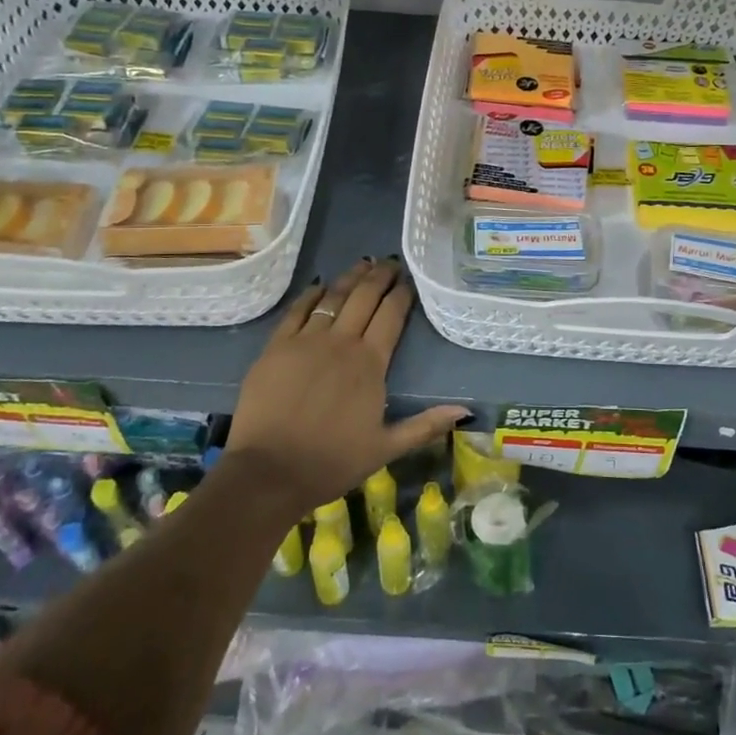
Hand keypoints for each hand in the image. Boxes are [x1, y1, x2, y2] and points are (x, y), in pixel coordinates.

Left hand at [224, 259, 470, 517]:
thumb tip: (466, 411)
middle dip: (379, 276)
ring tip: (362, 263)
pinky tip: (320, 285)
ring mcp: (306, 341)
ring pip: (333, 297)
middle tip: (389, 262)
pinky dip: (311, 294)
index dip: (402, 294)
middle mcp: (341, 342)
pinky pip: (297, 310)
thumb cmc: (331, 462)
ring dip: (350, 278)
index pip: (391, 316)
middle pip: (364, 297)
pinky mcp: (276, 347)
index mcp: (370, 363)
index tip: (409, 280)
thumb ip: (425, 425)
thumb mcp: (386, 448)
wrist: (269, 472)